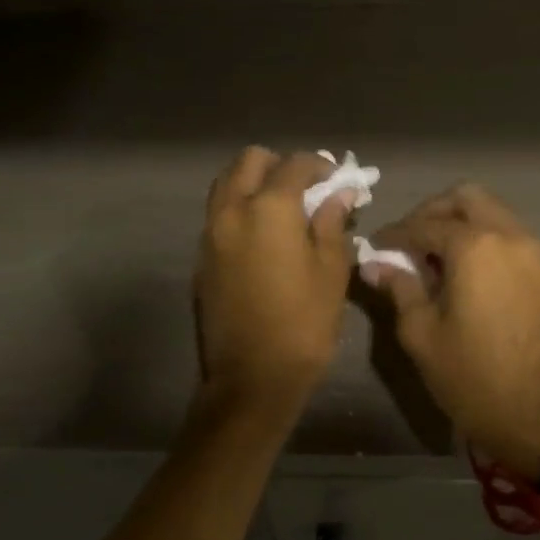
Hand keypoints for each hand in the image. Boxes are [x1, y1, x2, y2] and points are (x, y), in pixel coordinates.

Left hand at [195, 148, 355, 410]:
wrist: (252, 377)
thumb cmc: (303, 323)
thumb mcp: (331, 272)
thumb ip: (332, 224)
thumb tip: (339, 194)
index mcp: (268, 208)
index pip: (294, 165)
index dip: (319, 165)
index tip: (336, 179)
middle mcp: (232, 210)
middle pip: (249, 161)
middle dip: (279, 164)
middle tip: (305, 187)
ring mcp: (210, 233)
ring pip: (226, 183)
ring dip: (252, 182)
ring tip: (281, 207)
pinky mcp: (201, 258)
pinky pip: (217, 214)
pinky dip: (238, 208)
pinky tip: (262, 235)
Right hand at [365, 184, 539, 478]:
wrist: (536, 416)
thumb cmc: (471, 376)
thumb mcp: (421, 333)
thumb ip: (399, 287)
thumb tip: (374, 263)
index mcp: (476, 246)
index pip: (425, 224)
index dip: (395, 233)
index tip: (374, 247)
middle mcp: (508, 236)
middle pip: (466, 198)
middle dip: (432, 211)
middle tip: (407, 241)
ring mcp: (530, 251)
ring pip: (490, 211)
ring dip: (457, 221)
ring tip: (428, 256)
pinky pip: (504, 233)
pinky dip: (478, 236)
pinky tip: (455, 269)